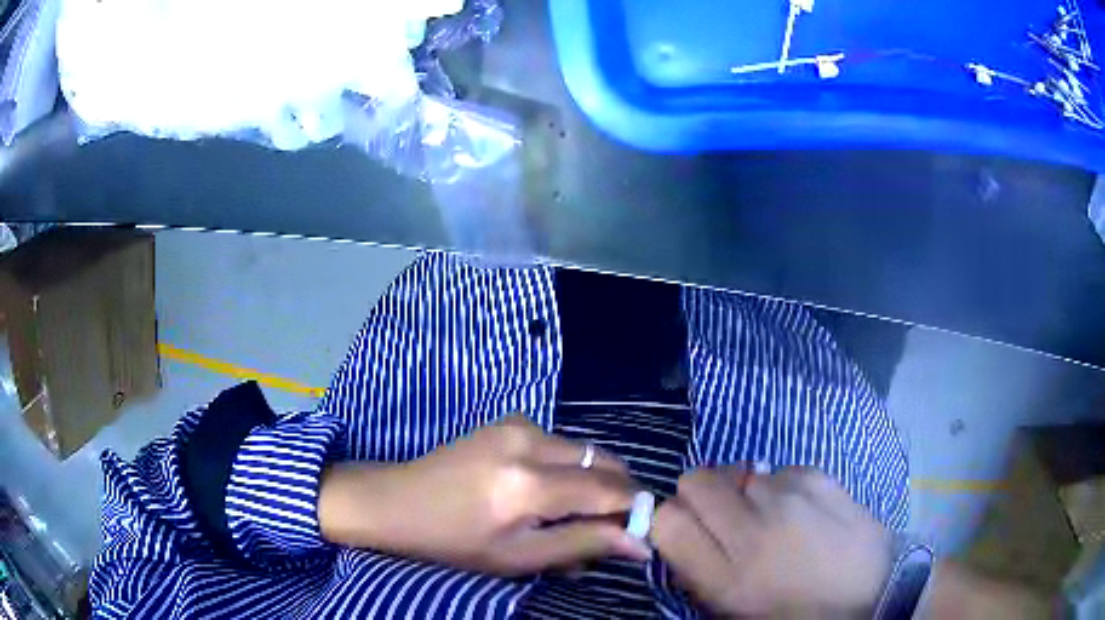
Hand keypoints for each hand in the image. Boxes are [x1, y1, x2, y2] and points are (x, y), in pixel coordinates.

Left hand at [318, 416, 650, 575]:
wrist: (397, 501)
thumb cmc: (454, 541)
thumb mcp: (517, 557)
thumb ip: (582, 545)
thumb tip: (639, 544)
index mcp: (528, 485)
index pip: (608, 490)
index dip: (635, 508)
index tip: (644, 528)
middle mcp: (529, 442)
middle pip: (603, 461)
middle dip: (618, 491)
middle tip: (611, 523)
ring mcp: (518, 424)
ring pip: (584, 449)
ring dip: (594, 478)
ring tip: (577, 511)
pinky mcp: (508, 420)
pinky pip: (560, 442)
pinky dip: (570, 465)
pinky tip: (550, 489)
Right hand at [652, 466, 891, 617]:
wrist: (871, 589)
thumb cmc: (798, 611)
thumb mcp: (736, 610)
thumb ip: (698, 571)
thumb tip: (679, 532)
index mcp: (728, 577)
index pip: (665, 520)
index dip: (668, 522)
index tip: (686, 532)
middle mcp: (753, 528)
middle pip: (695, 480)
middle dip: (699, 498)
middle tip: (725, 521)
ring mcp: (789, 494)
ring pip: (737, 473)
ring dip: (743, 494)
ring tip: (771, 519)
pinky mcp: (817, 474)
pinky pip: (776, 471)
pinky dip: (778, 488)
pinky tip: (800, 510)